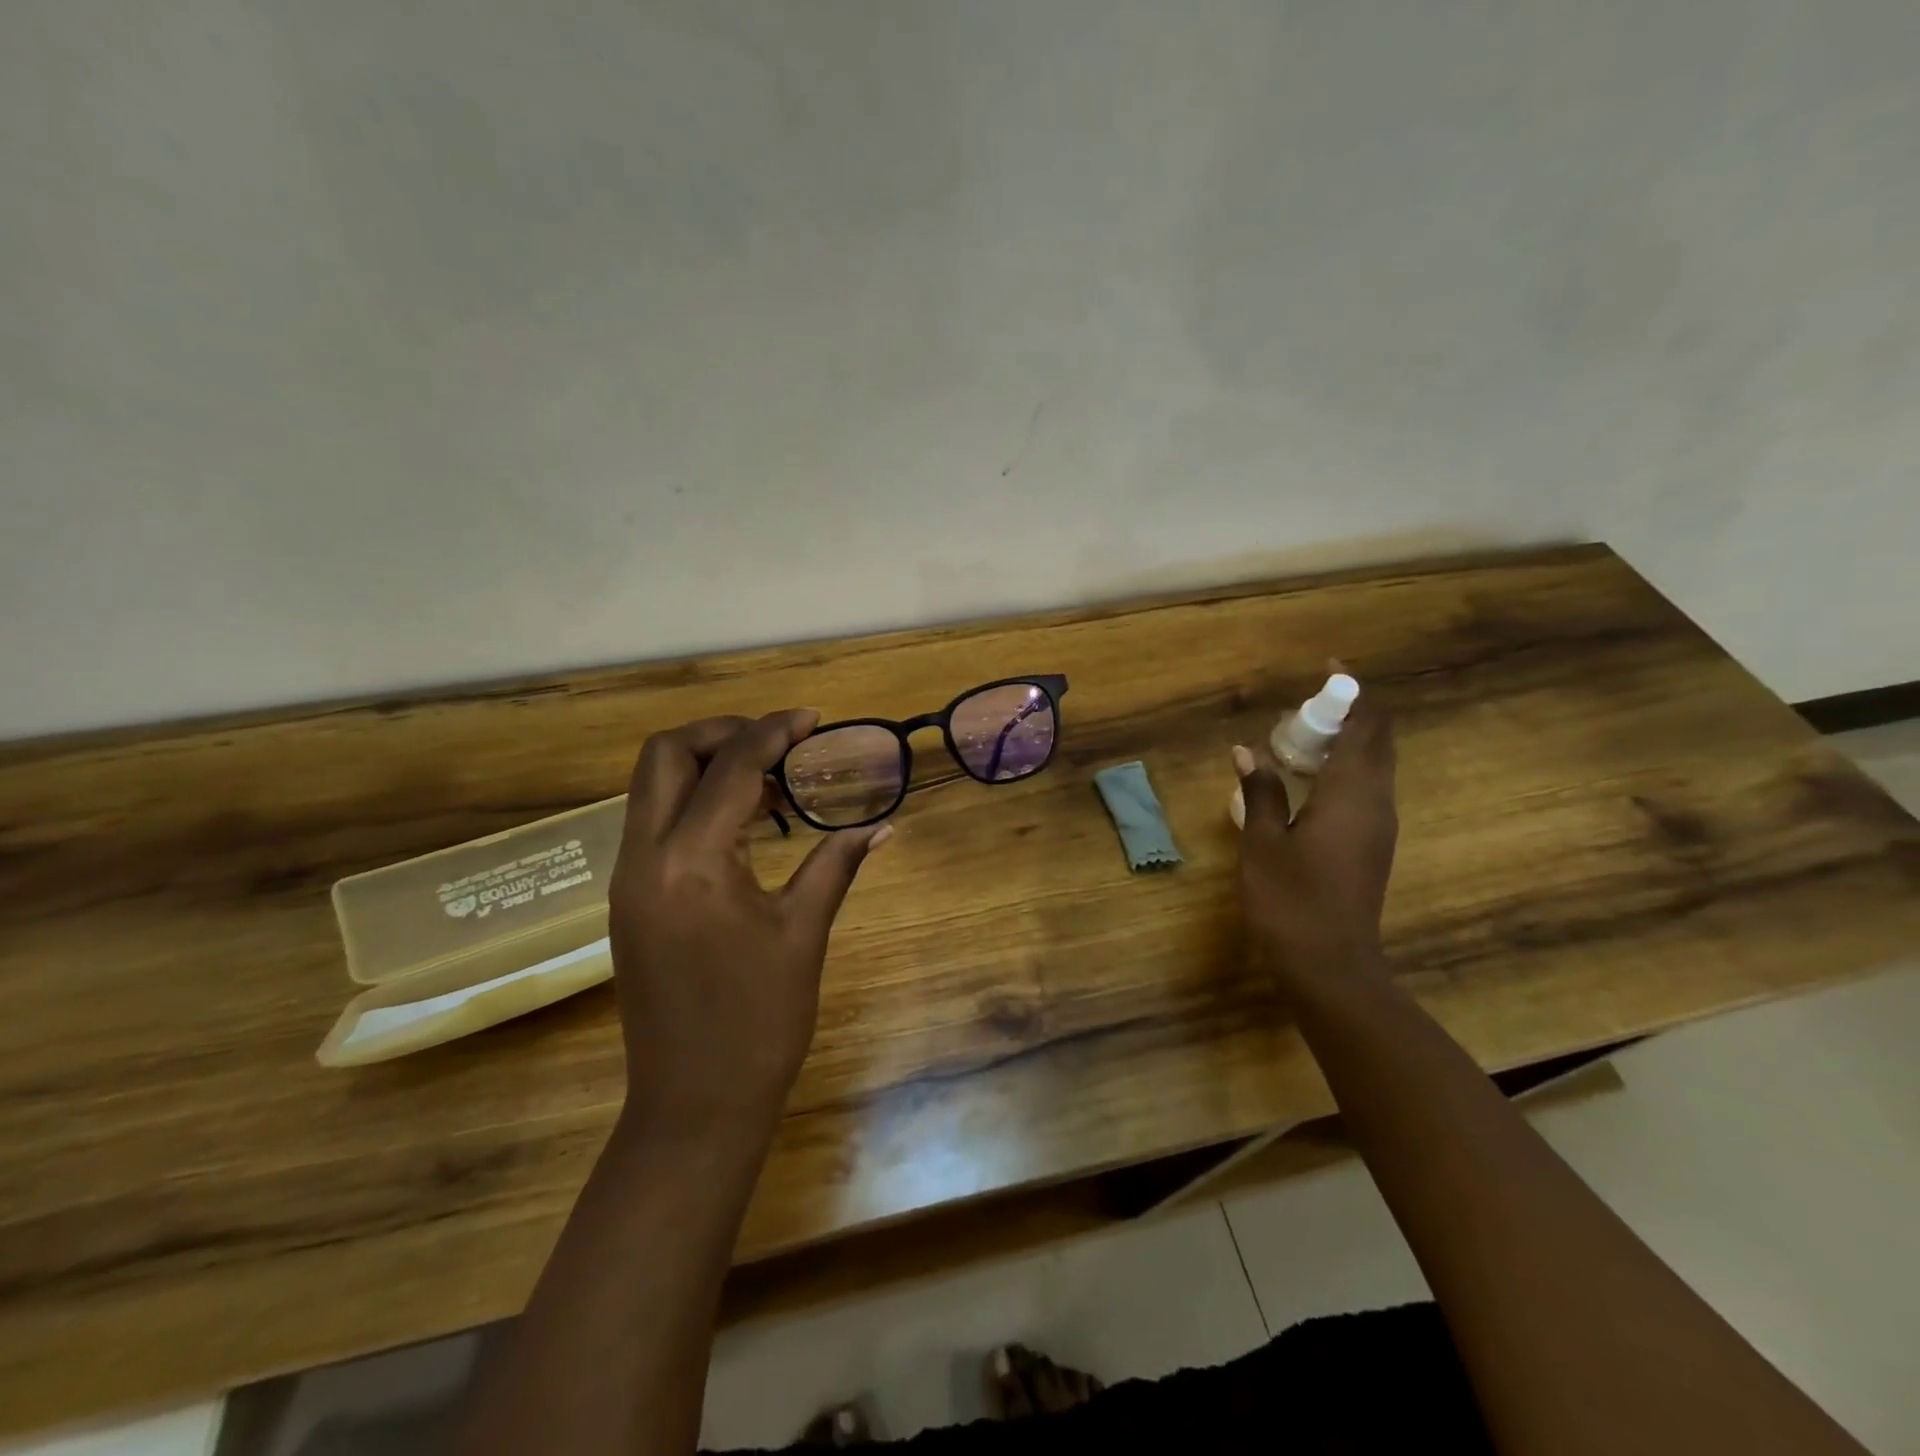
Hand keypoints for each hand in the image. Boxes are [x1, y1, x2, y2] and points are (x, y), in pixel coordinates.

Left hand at [608, 711, 890, 1139]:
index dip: (773, 731)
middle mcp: (645, 858)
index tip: (811, 718)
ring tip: (771, 782)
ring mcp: (627, 880)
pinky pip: (653, 823)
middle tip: (778, 742)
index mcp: (692, 863)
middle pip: (665, 755)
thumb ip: (836, 865)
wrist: (693, 1106)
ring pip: (651, 787)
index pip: (731, 768)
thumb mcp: (803, 934)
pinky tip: (744, 826)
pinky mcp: (627, 900)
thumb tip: (882, 826)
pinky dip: (693, 802)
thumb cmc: (759, 1022)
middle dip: (722, 733)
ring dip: (706, 765)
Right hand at [1234, 699, 1398, 1004]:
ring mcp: (1378, 825)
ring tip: (1296, 738)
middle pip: (1376, 740)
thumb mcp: (1263, 842)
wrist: (1331, 965)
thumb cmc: (1291, 900)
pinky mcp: (1372, 844)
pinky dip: (1341, 769)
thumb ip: (1260, 791)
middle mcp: (1376, 802)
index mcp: (1352, 793)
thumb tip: (1247, 751)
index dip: (1352, 691)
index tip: (1327, 668)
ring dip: (1342, 742)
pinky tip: (1303, 781)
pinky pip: (1364, 788)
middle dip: (1347, 714)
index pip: (1366, 725)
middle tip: (1301, 709)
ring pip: (1372, 766)